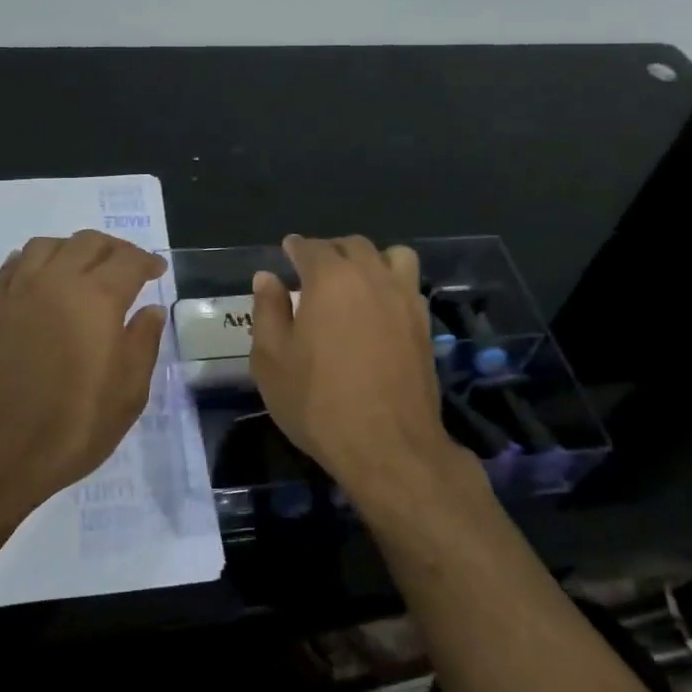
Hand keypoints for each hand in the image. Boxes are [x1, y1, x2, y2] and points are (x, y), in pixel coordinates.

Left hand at [0, 230, 167, 521]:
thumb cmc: (71, 428)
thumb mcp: (127, 395)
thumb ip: (143, 344)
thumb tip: (151, 311)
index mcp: (96, 299)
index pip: (128, 261)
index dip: (147, 261)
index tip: (158, 271)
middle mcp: (56, 282)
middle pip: (88, 242)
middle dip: (114, 249)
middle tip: (127, 268)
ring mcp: (17, 293)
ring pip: (46, 245)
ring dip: (72, 249)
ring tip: (83, 269)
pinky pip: (11, 266)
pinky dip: (32, 262)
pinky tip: (40, 280)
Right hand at [249, 234, 464, 506]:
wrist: (388, 446)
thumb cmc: (318, 402)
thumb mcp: (272, 360)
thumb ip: (267, 311)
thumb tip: (267, 278)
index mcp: (330, 278)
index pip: (310, 247)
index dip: (295, 248)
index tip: (287, 252)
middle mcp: (371, 276)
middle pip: (352, 245)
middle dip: (330, 251)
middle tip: (313, 270)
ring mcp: (404, 298)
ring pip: (391, 256)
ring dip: (370, 260)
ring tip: (355, 282)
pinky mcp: (424, 324)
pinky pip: (409, 285)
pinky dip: (392, 284)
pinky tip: (379, 309)